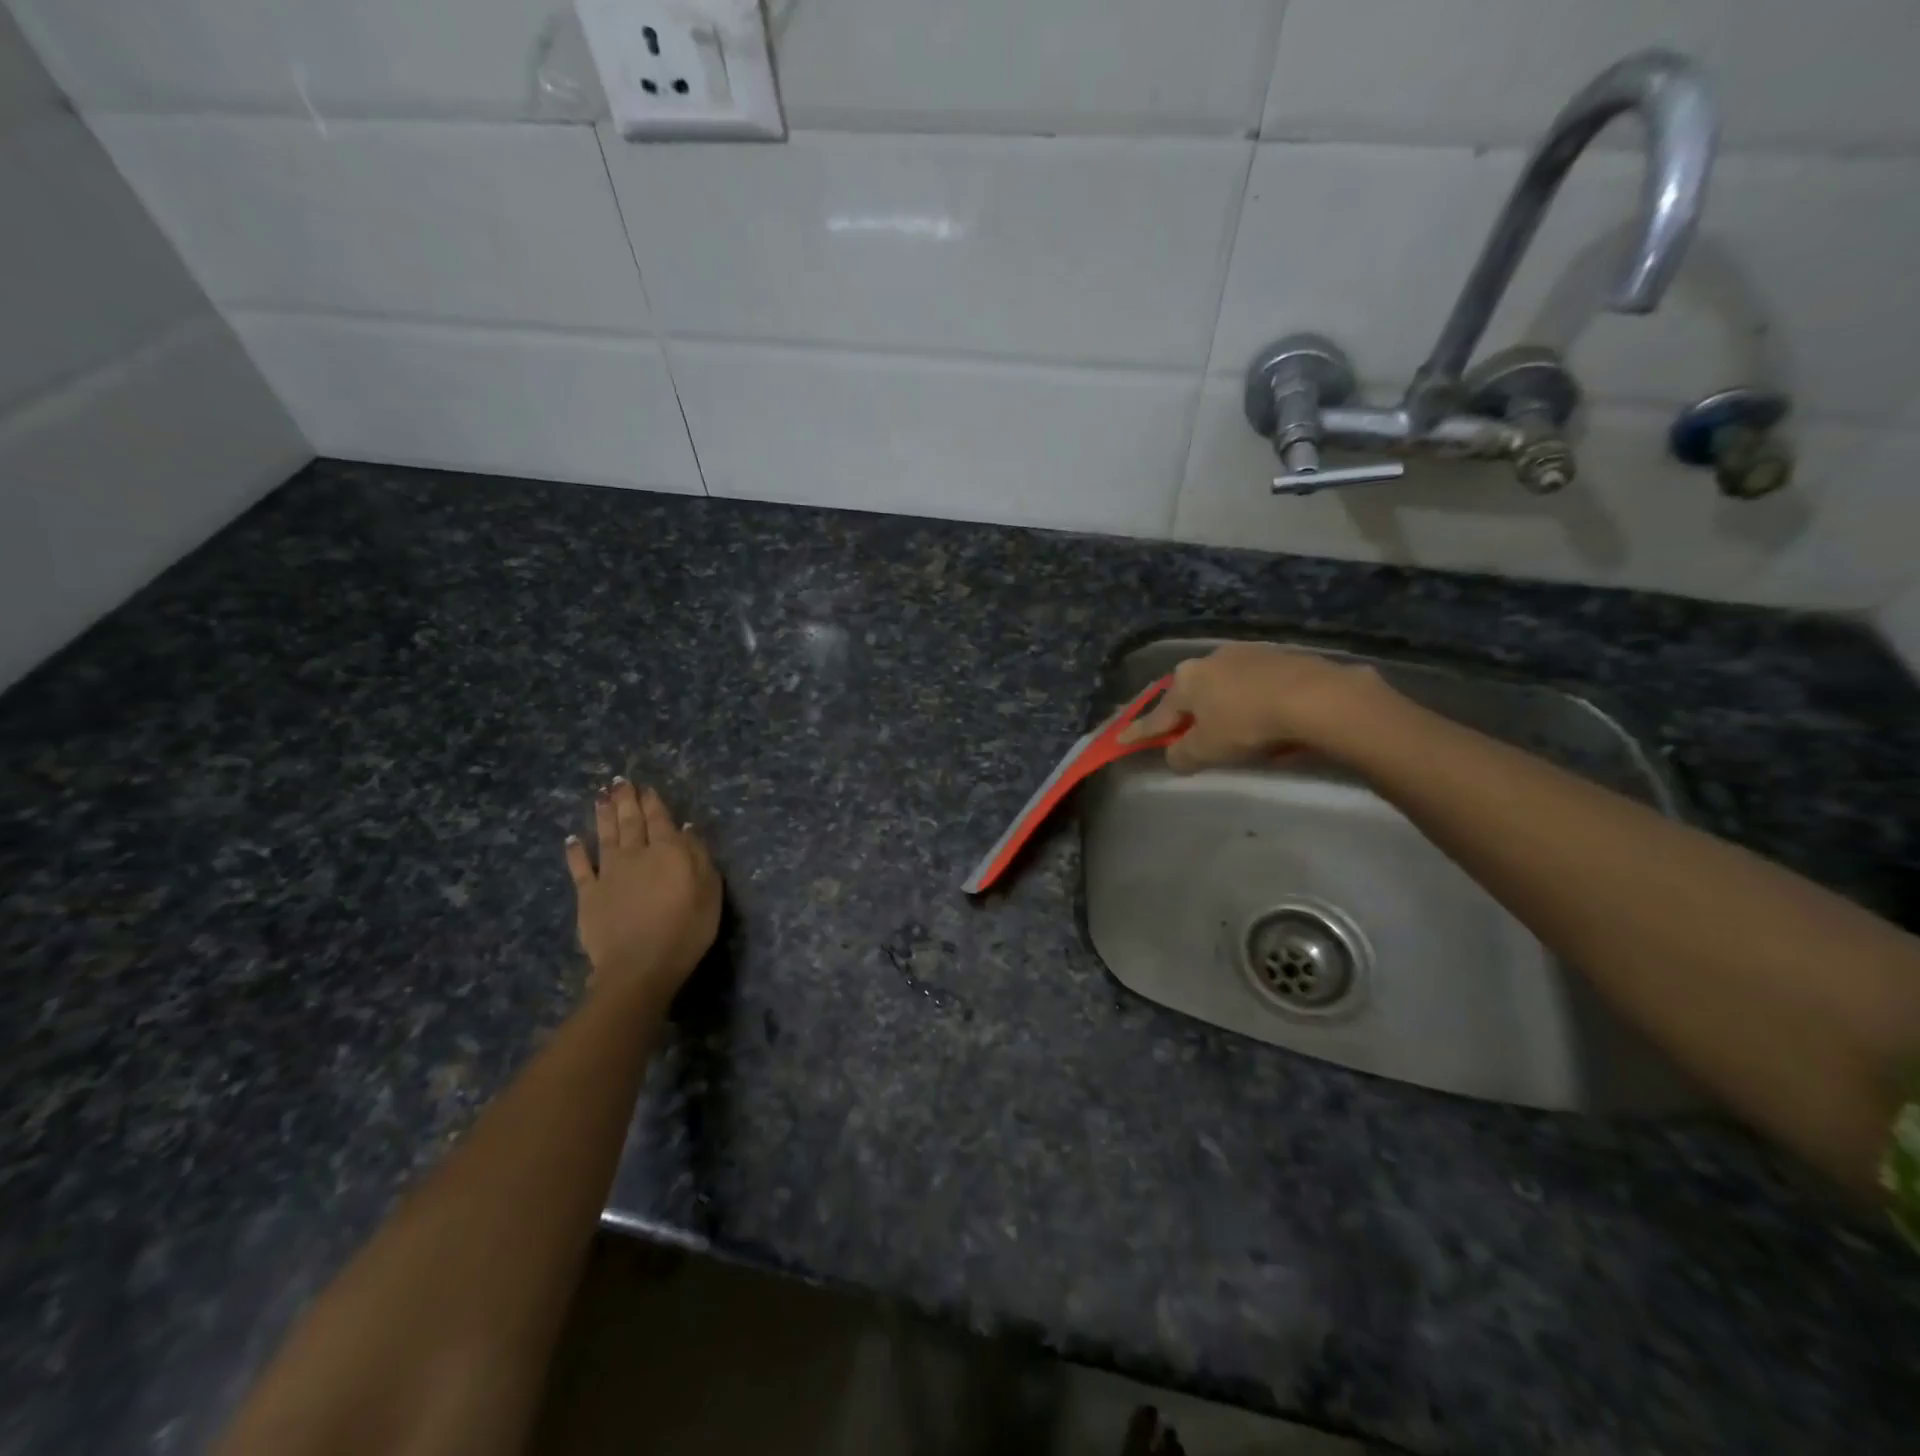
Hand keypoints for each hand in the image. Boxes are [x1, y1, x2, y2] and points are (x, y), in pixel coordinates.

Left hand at [565, 779, 721, 1004]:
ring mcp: (609, 874)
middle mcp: (637, 854)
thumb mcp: (709, 891)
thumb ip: (698, 857)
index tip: (647, 788)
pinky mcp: (588, 895)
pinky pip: (580, 868)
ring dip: (603, 815)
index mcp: (669, 851)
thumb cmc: (686, 929)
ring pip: (606, 836)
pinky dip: (575, 852)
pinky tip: (572, 839)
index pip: (661, 820)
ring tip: (600, 796)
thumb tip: (686, 830)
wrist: (640, 966)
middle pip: (631, 822)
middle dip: (626, 800)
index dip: (653, 802)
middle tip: (619, 781)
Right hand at [1117, 643, 1386, 771]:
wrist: (1315, 698)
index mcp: (1186, 680)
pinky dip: (1250, 699)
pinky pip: (1254, 683)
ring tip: (1229, 727)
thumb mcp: (1207, 750)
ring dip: (1220, 705)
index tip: (1120, 740)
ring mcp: (1246, 654)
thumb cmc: (1248, 724)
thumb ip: (1182, 754)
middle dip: (1185, 713)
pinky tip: (1262, 715)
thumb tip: (1174, 755)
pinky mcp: (1280, 656)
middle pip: (1190, 694)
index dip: (1138, 731)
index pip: (1156, 714)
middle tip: (1183, 732)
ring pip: (1223, 685)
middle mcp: (1209, 660)